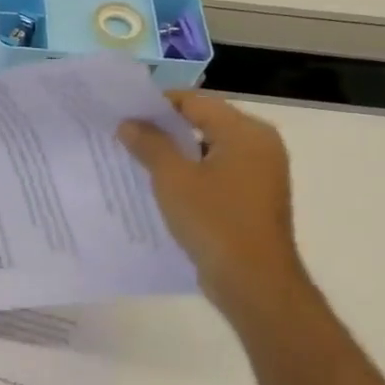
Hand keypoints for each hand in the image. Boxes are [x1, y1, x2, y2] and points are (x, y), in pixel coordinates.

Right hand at [118, 92, 309, 324]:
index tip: (124, 113)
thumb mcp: (173, 179)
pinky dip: (190, 174)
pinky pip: (216, 174)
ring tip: (136, 160)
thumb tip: (129, 123)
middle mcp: (259, 146)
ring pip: (208, 150)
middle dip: (164, 129)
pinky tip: (161, 187)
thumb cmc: (214, 221)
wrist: (253, 281)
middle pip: (204, 123)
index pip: (195, 102)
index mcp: (246, 132)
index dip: (158, 104)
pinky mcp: (253, 198)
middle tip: (125, 135)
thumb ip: (150, 145)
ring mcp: (260, 174)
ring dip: (175, 154)